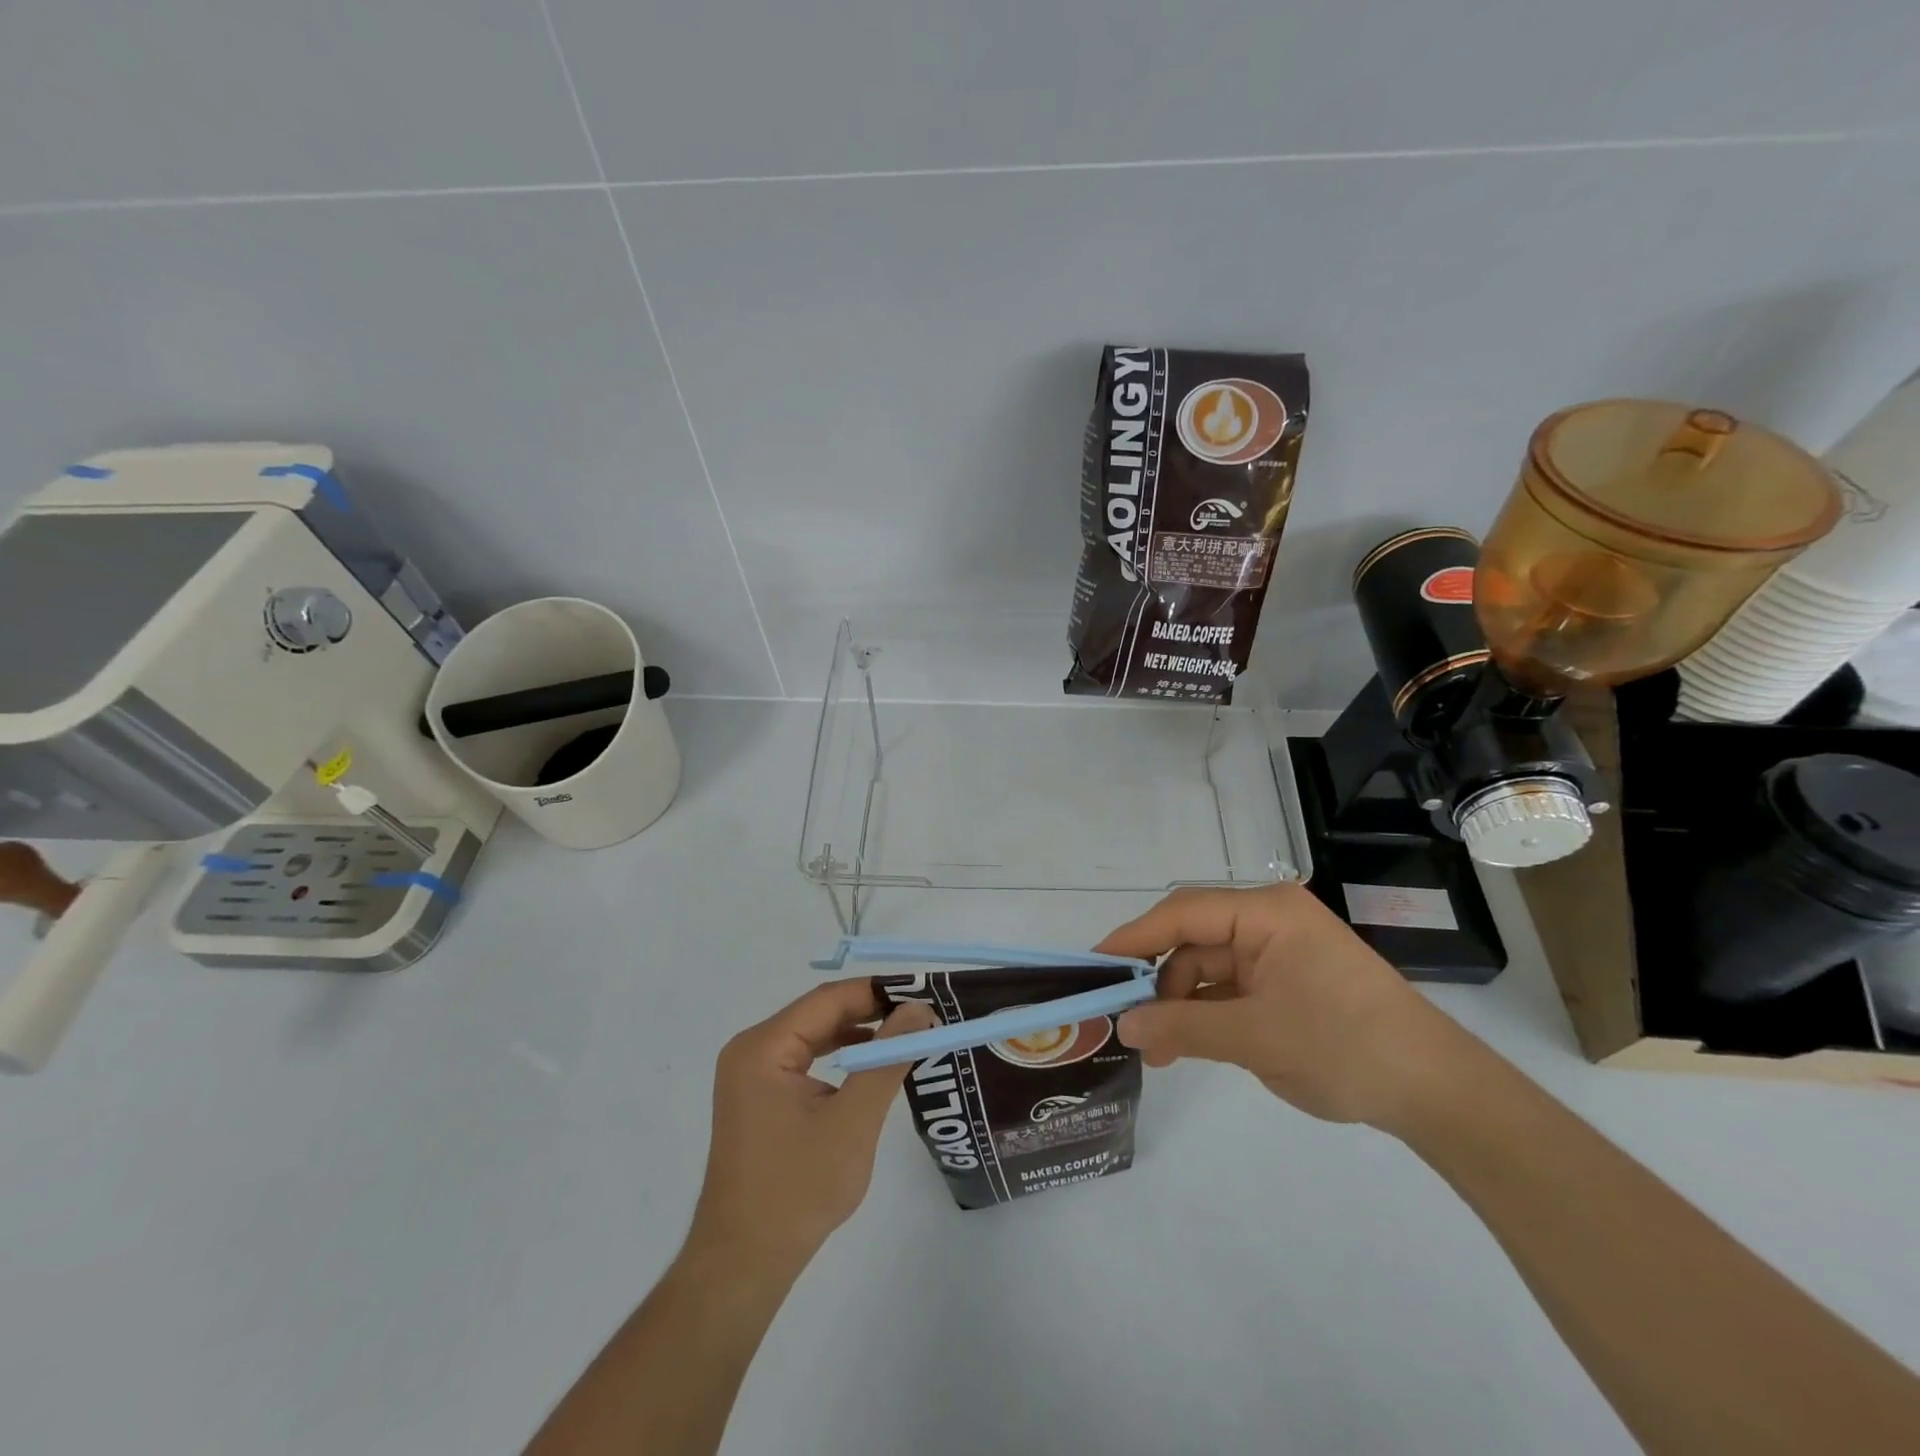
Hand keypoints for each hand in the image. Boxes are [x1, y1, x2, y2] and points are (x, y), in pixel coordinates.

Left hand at [690, 979, 935, 1271]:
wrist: (744, 1263)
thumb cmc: (798, 1190)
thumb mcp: (853, 1121)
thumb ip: (887, 1059)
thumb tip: (920, 1010)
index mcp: (763, 1047)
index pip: (828, 1000)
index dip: (878, 991)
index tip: (923, 994)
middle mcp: (752, 1050)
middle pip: (820, 1013)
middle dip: (871, 1011)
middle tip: (921, 1014)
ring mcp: (752, 1074)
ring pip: (814, 1034)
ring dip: (858, 1033)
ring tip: (905, 1034)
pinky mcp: (759, 1097)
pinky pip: (805, 1059)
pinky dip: (839, 1056)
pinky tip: (870, 1064)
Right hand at [1096, 884, 1475, 1129]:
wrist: (1437, 1093)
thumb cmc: (1345, 1046)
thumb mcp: (1255, 1037)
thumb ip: (1183, 1026)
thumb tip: (1123, 1026)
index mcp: (1266, 912)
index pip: (1182, 913)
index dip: (1134, 938)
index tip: (1093, 966)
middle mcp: (1268, 922)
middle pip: (1193, 940)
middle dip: (1158, 981)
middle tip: (1125, 1021)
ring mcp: (1279, 953)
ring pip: (1208, 969)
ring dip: (1181, 1005)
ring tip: (1158, 1051)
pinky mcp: (1287, 983)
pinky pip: (1230, 990)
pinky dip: (1206, 1015)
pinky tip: (1185, 1047)